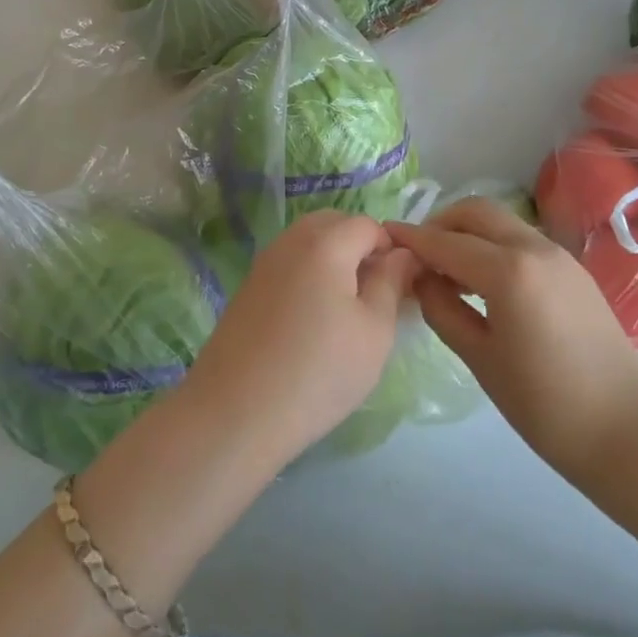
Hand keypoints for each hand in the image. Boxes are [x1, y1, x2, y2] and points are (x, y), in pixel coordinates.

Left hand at [180, 211, 415, 467]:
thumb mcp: (374, 331)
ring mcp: (264, 262)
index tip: (400, 287)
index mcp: (325, 243)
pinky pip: (288, 263)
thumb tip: (402, 254)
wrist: (236, 412)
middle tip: (375, 295)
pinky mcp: (248, 286)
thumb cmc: (318, 372)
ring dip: (333, 260)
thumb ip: (391, 283)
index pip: (368, 225)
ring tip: (346, 310)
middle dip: (360, 247)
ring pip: (308, 242)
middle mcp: (291, 241)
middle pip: (334, 224)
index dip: (390, 249)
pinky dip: (308, 275)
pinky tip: (312, 320)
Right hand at [389, 199, 637, 484]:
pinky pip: (521, 239)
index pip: (446, 242)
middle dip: (441, 222)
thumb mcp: (481, 359)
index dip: (412, 238)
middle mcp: (534, 248)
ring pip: (501, 221)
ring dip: (468, 231)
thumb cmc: (545, 404)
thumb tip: (420, 278)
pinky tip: (483, 279)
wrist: (627, 430)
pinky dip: (493, 244)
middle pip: (476, 211)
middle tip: (419, 253)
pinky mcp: (572, 269)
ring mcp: (558, 255)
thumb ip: (443, 309)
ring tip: (447, 267)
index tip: (383, 235)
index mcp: (508, 271)